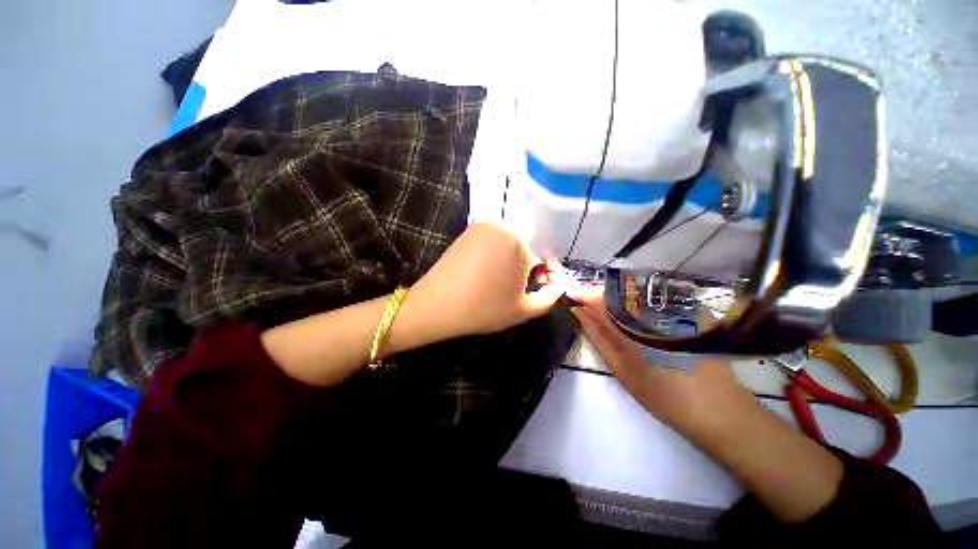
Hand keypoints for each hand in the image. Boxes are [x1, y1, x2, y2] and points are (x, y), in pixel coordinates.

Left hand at [406, 222, 568, 339]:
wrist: (437, 305)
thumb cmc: (484, 309)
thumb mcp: (524, 310)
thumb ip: (550, 297)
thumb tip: (560, 285)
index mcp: (520, 242)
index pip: (545, 257)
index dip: (545, 276)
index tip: (539, 288)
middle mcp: (503, 226)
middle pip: (528, 247)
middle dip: (529, 267)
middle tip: (519, 287)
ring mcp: (484, 225)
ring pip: (511, 243)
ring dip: (514, 260)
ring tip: (504, 282)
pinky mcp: (470, 230)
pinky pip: (494, 240)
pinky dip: (498, 254)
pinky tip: (489, 272)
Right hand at [571, 292, 759, 436]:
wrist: (720, 411)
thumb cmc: (665, 397)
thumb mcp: (623, 370)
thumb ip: (599, 337)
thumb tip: (579, 313)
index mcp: (638, 327)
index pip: (602, 299)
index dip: (584, 294)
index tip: (571, 296)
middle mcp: (656, 310)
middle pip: (618, 290)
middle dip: (597, 294)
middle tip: (585, 305)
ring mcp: (674, 309)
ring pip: (634, 293)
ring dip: (613, 299)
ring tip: (603, 313)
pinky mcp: (687, 311)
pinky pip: (651, 299)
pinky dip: (633, 304)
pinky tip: (631, 317)